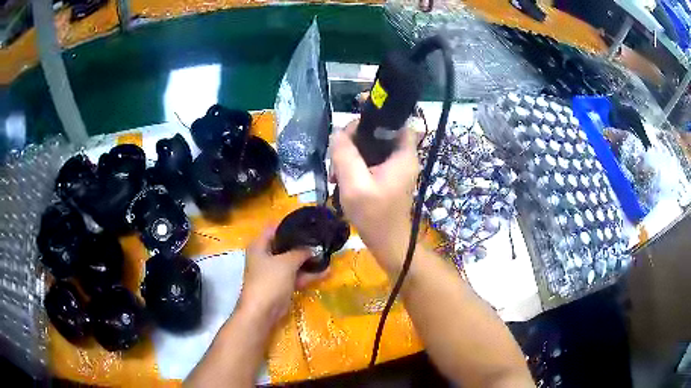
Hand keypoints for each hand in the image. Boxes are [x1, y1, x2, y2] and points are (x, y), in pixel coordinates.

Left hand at [238, 227, 326, 325]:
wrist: (262, 311)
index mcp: (259, 246)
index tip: (307, 223)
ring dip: (308, 260)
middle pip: (284, 245)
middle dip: (302, 244)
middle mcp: (264, 256)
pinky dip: (308, 275)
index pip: (273, 228)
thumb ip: (300, 252)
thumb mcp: (286, 262)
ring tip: (327, 254)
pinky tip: (326, 272)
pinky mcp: (281, 285)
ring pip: (292, 262)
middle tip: (320, 239)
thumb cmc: (269, 281)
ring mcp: (273, 272)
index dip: (289, 224)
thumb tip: (313, 248)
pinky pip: (296, 276)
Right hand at [330, 120, 419, 274]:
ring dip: (351, 153)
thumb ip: (345, 155)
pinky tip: (340, 178)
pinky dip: (354, 164)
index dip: (377, 112)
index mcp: (403, 154)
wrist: (387, 243)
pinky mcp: (386, 175)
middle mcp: (403, 156)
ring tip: (336, 171)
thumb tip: (338, 133)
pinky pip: (369, 159)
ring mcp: (395, 166)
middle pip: (379, 131)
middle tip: (338, 154)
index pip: (395, 119)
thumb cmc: (375, 217)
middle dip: (355, 138)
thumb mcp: (355, 184)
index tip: (355, 112)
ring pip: (371, 145)